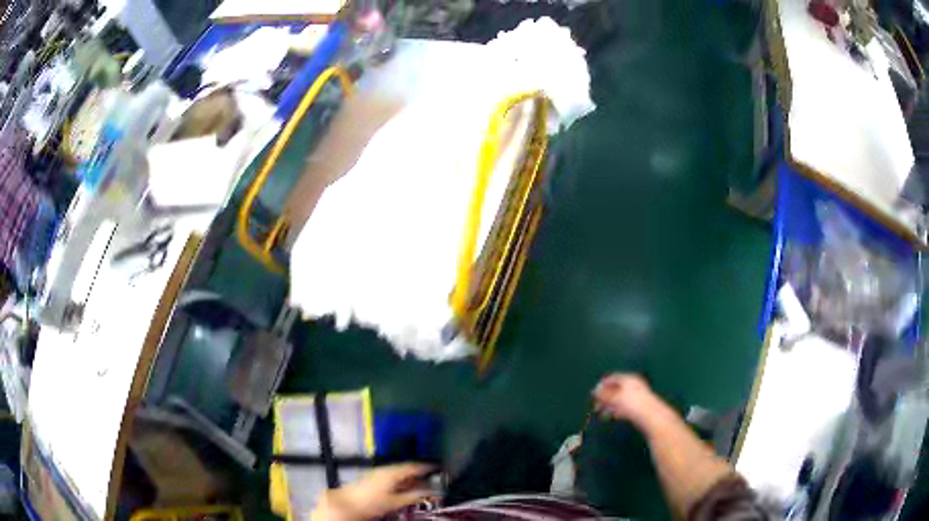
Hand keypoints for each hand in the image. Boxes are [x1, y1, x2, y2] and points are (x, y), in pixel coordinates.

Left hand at [311, 464, 434, 520]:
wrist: (347, 502)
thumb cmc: (370, 502)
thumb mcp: (395, 501)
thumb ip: (413, 495)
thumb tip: (429, 491)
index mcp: (392, 472)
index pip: (414, 466)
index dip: (427, 467)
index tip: (438, 468)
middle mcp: (385, 469)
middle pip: (406, 469)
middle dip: (419, 474)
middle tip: (432, 480)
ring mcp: (377, 473)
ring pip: (399, 473)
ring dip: (410, 478)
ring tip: (420, 486)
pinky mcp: (372, 478)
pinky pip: (392, 476)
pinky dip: (401, 481)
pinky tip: (404, 488)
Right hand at [593, 373, 671, 428]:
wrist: (651, 416)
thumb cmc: (632, 404)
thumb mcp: (615, 398)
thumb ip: (604, 394)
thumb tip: (594, 391)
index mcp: (629, 379)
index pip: (612, 378)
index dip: (602, 385)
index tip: (593, 394)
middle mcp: (633, 385)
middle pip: (616, 389)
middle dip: (605, 397)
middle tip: (596, 405)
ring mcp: (637, 396)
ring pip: (620, 399)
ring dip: (609, 406)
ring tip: (602, 414)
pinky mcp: (639, 406)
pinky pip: (625, 406)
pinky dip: (617, 410)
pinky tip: (612, 416)